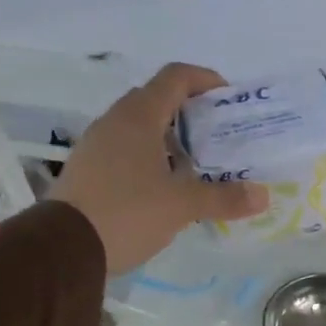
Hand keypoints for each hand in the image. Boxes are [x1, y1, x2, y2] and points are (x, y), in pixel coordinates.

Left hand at [51, 63, 265, 272]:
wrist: (63, 249)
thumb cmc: (127, 213)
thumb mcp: (182, 206)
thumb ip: (224, 197)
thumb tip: (262, 195)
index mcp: (139, 117)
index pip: (175, 77)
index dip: (205, 80)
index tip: (229, 99)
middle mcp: (114, 121)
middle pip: (157, 100)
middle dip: (190, 113)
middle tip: (216, 136)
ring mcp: (96, 145)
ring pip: (140, 128)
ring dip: (169, 138)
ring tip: (195, 165)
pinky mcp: (87, 169)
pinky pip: (125, 150)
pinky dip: (149, 158)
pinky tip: (164, 187)